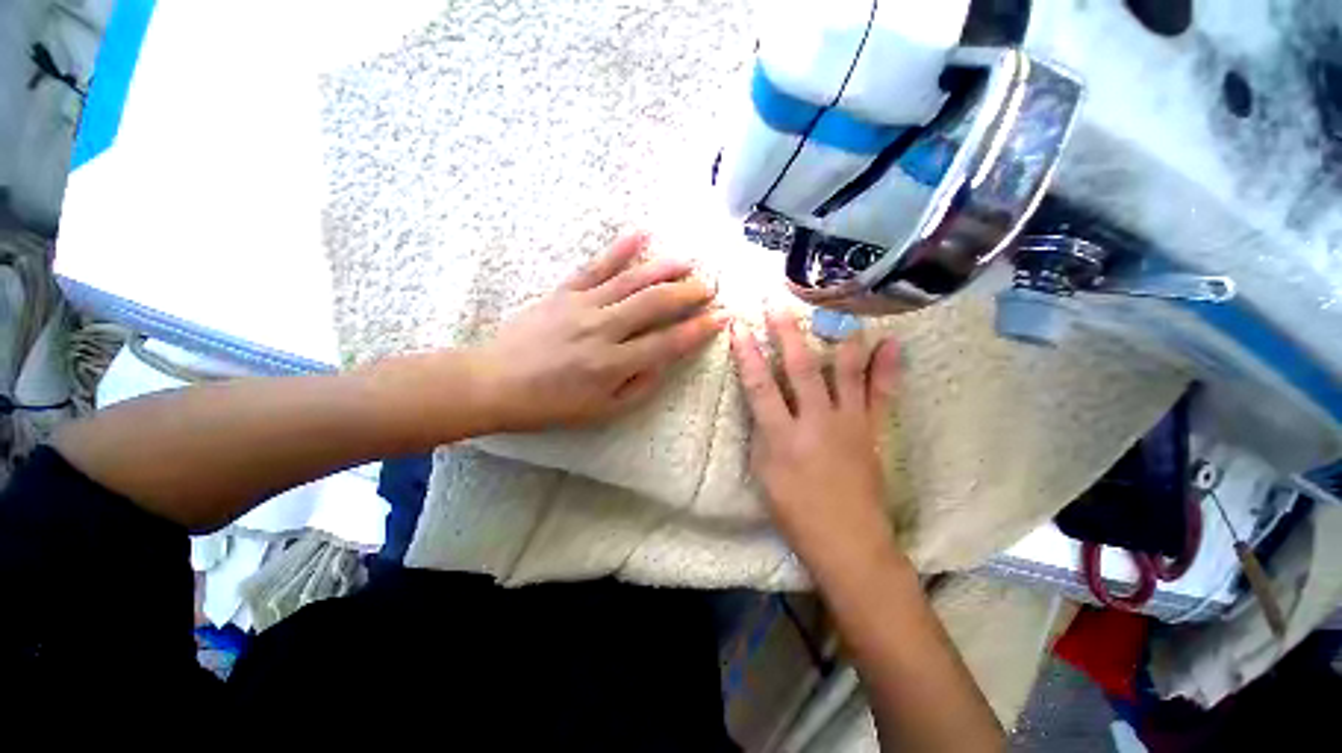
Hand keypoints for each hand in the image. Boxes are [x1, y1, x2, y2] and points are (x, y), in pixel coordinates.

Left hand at [471, 233, 726, 431]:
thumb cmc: (551, 404)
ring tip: (688, 261)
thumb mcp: (602, 410)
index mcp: (613, 364)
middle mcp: (602, 330)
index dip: (698, 330)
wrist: (494, 383)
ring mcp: (582, 306)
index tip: (721, 318)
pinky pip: (595, 266)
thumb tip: (665, 362)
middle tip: (709, 287)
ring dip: (663, 269)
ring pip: (631, 281)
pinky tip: (640, 235)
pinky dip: (619, 249)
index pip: (667, 343)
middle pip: (654, 304)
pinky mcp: (563, 292)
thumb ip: (639, 386)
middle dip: (687, 294)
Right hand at [730, 311, 901, 576]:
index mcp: (783, 436)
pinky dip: (887, 367)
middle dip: (785, 331)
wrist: (848, 541)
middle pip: (799, 367)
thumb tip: (763, 401)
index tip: (738, 325)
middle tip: (777, 302)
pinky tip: (891, 343)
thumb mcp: (763, 474)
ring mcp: (849, 423)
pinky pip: (882, 393)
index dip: (746, 353)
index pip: (759, 385)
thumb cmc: (796, 511)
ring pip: (844, 371)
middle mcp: (816, 421)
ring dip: (837, 336)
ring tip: (836, 306)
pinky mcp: (872, 430)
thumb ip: (762, 432)